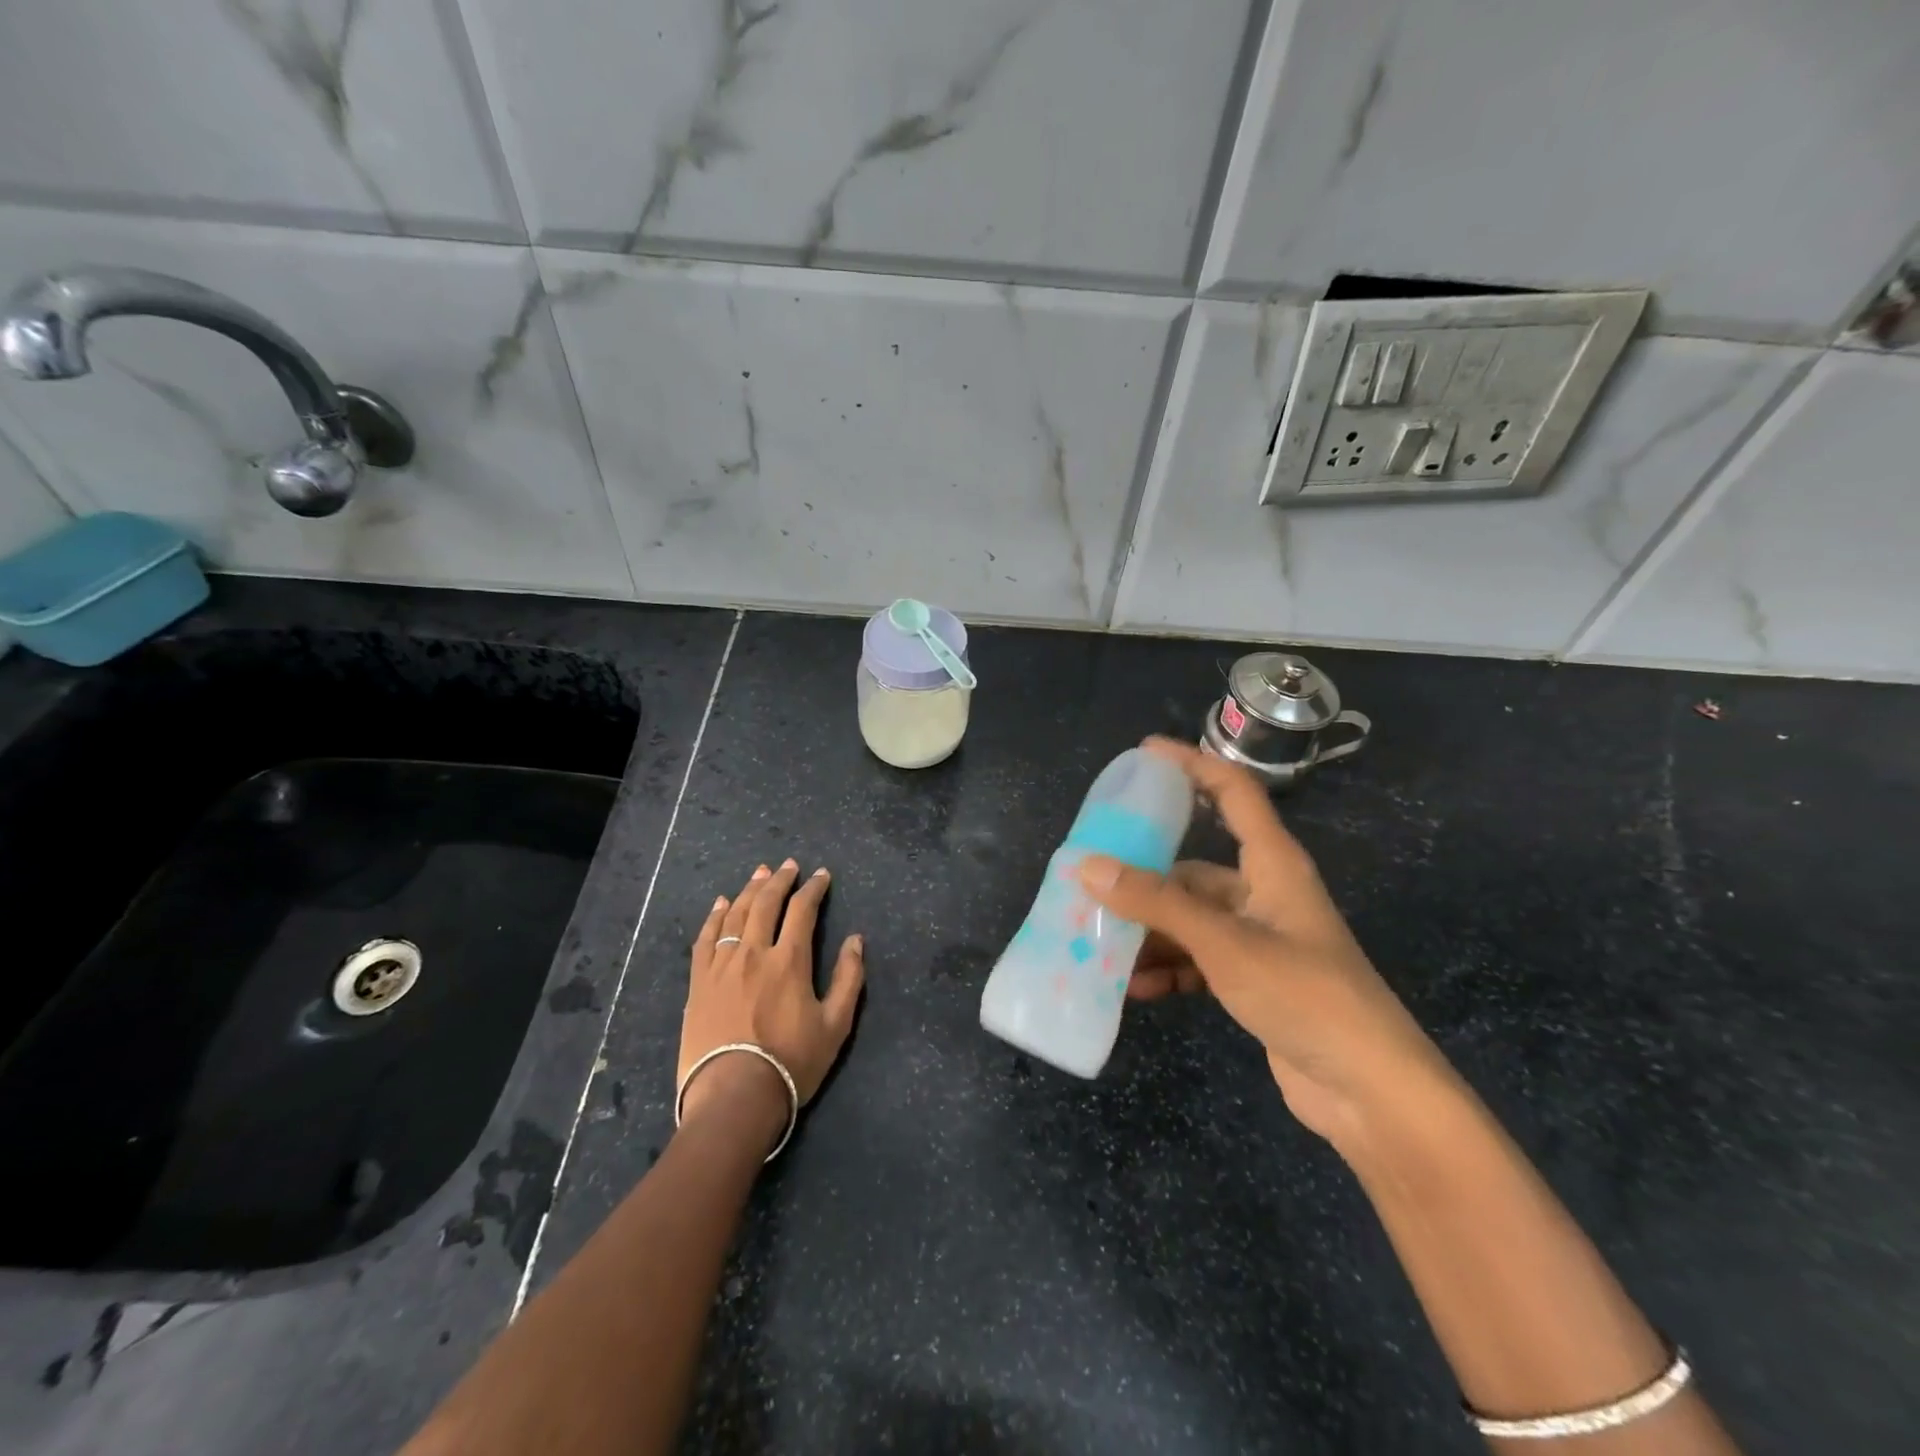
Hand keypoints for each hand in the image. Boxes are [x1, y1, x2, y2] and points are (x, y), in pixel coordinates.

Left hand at [679, 860, 865, 1128]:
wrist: (733, 1097)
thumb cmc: (791, 1063)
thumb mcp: (835, 1025)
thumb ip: (849, 978)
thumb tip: (856, 939)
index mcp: (789, 961)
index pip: (802, 910)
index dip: (813, 888)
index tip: (821, 875)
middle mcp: (753, 953)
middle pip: (766, 903)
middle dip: (780, 880)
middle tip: (789, 865)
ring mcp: (721, 966)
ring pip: (735, 915)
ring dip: (749, 890)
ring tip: (759, 874)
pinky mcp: (698, 983)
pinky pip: (705, 938)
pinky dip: (714, 916)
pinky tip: (721, 904)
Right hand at [1078, 738, 1445, 1141]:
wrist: (1370, 1092)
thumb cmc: (1305, 994)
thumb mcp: (1224, 942)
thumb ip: (1156, 903)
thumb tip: (1088, 866)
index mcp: (1273, 863)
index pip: (1232, 791)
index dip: (1192, 764)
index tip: (1144, 753)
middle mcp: (1263, 892)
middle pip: (1193, 867)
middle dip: (1143, 876)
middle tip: (1091, 876)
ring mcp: (1258, 938)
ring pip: (1188, 919)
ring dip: (1149, 933)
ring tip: (1098, 944)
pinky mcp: (1252, 979)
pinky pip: (1196, 960)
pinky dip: (1167, 968)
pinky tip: (1134, 989)